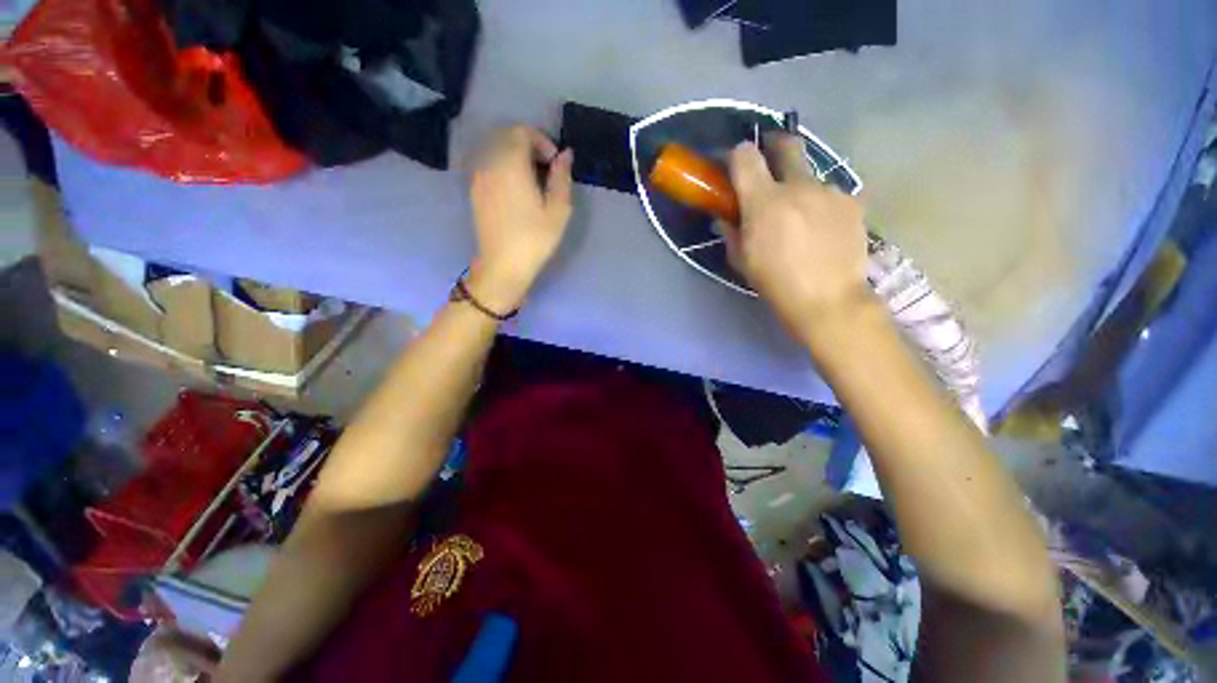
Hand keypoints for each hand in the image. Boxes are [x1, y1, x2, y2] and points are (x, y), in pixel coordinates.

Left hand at [467, 125, 573, 311]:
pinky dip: (503, 166)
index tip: (554, 163)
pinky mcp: (474, 191)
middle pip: (506, 136)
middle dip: (528, 144)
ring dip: (515, 155)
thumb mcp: (558, 211)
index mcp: (510, 164)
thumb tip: (565, 154)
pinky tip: (515, 189)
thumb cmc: (534, 239)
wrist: (503, 265)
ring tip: (532, 179)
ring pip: (495, 149)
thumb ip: (561, 177)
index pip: (522, 132)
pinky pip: (488, 164)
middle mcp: (490, 163)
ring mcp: (478, 177)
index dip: (542, 141)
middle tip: (545, 168)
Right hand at [725, 133, 869, 340]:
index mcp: (763, 200)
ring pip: (811, 176)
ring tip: (802, 216)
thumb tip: (725, 218)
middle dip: (775, 144)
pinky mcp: (853, 202)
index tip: (735, 165)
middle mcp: (798, 186)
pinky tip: (824, 229)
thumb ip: (731, 232)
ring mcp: (829, 191)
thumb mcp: (741, 260)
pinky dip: (822, 205)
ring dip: (801, 187)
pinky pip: (832, 195)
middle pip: (787, 145)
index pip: (745, 156)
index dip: (737, 155)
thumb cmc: (774, 282)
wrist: (827, 299)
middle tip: (770, 158)